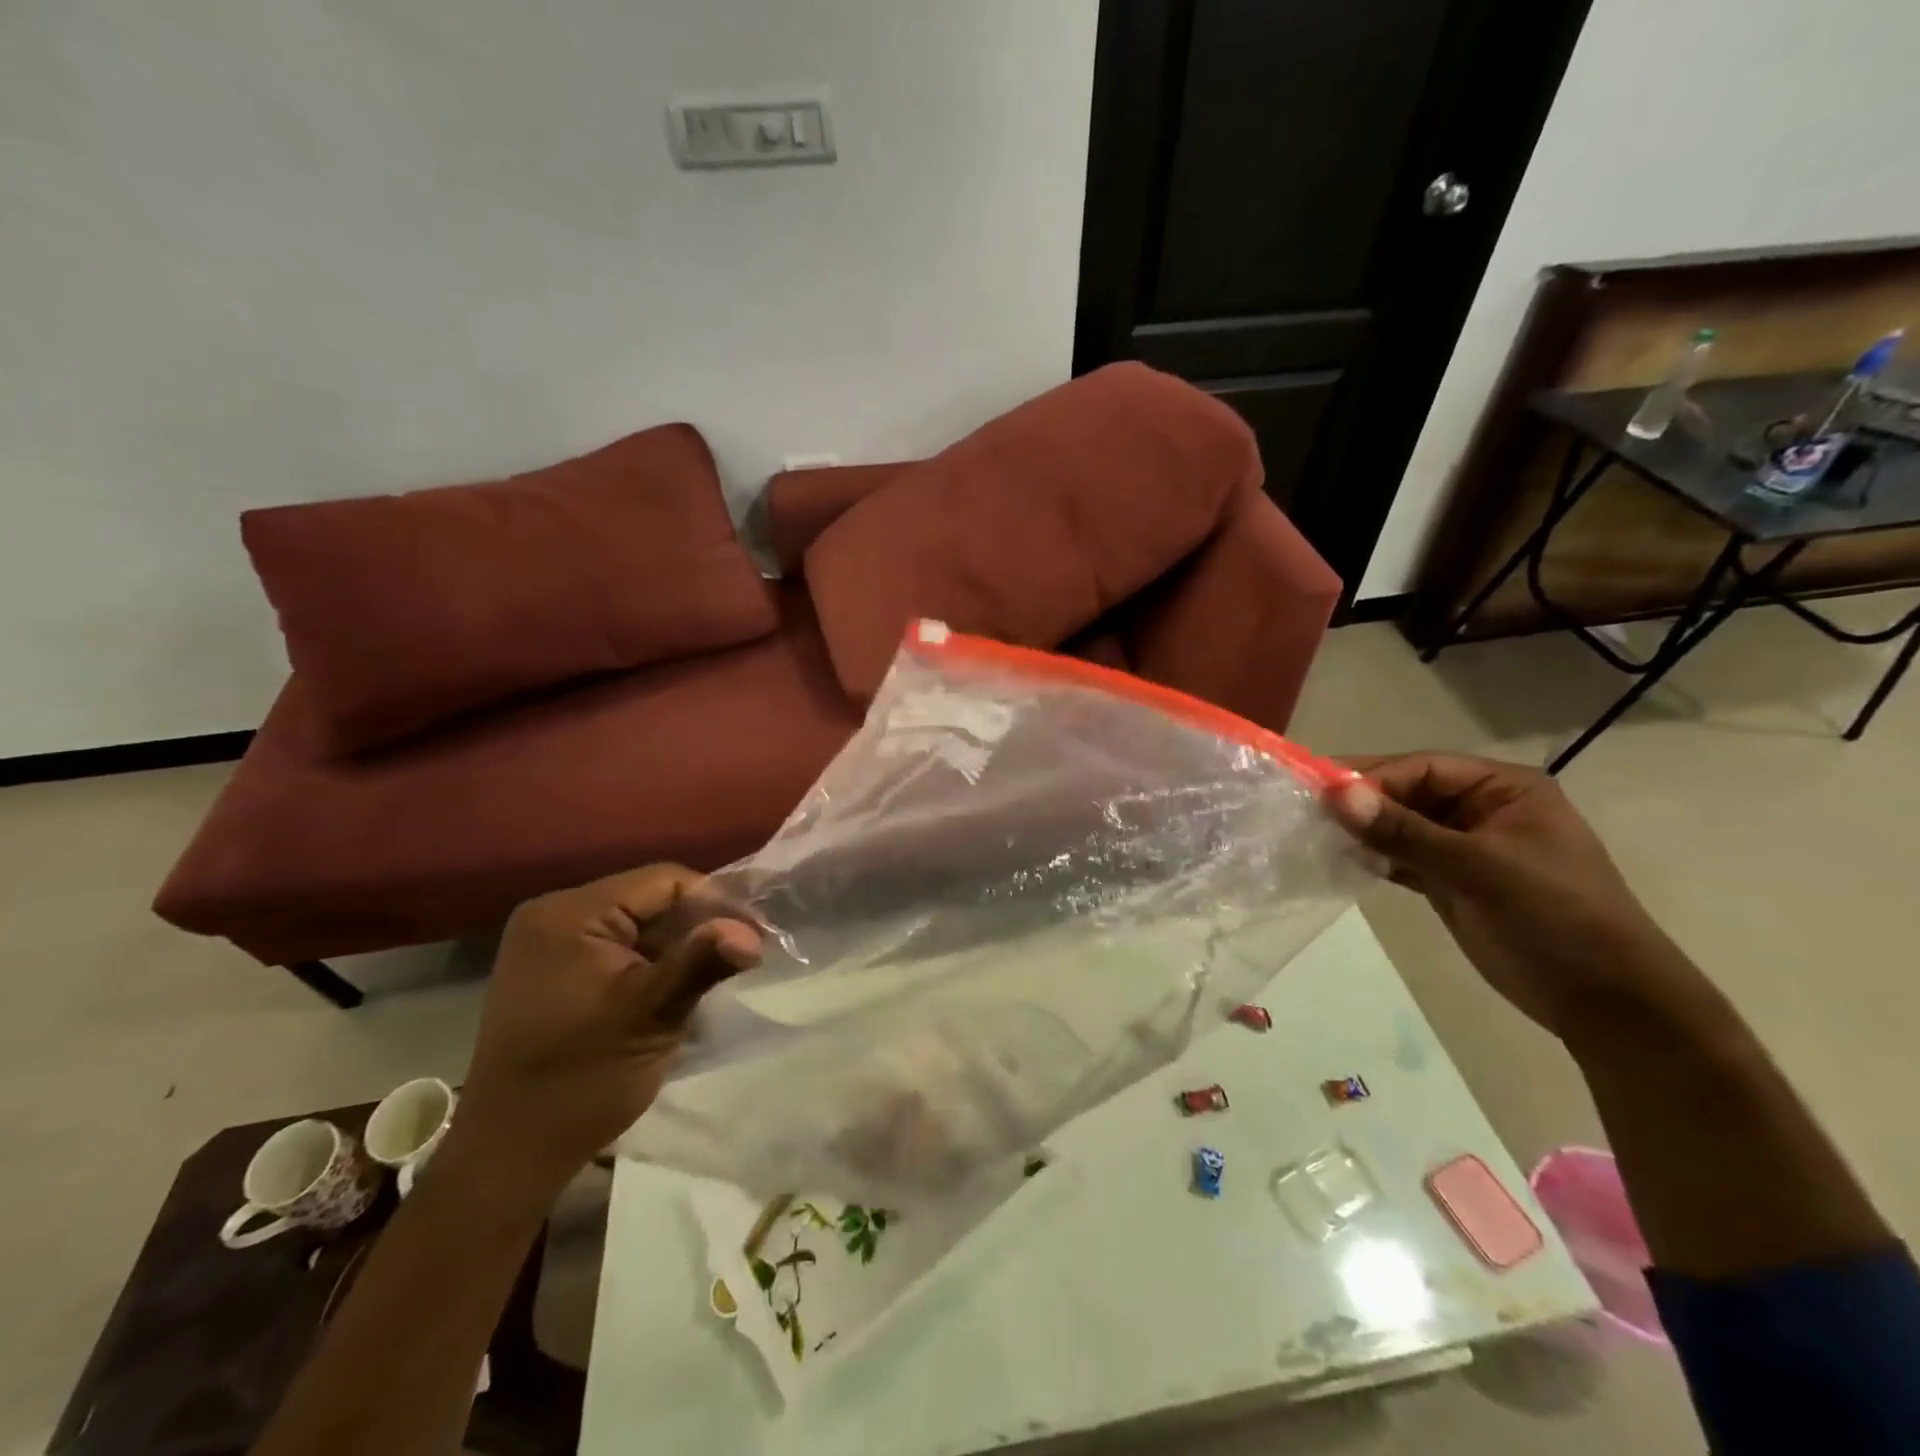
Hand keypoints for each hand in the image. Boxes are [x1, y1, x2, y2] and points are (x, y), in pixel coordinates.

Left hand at [445, 866, 761, 1199]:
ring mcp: (550, 943)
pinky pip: (619, 946)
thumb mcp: (650, 1017)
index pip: (662, 881)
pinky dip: (653, 962)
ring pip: (639, 924)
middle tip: (742, 956)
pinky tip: (675, 988)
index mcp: (569, 914)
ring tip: (715, 974)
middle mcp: (554, 915)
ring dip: (678, 946)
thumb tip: (753, 934)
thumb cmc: (580, 1080)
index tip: (756, 936)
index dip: (716, 902)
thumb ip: (700, 964)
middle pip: (650, 900)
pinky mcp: (555, 969)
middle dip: (698, 926)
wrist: (510, 1156)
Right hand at [1326, 753, 1686, 1039]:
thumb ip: (1405, 831)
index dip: (1371, 777)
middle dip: (1360, 803)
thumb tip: (1335, 795)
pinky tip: (1337, 860)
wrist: (1604, 1002)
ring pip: (1398, 826)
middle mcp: (1480, 809)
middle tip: (1303, 811)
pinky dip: (1371, 858)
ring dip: (1361, 831)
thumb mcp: (1479, 868)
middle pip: (1405, 793)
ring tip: (1311, 835)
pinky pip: (1400, 858)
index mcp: (1502, 789)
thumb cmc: (1555, 917)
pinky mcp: (1449, 880)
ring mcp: (1463, 846)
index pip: (1422, 768)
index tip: (1319, 792)